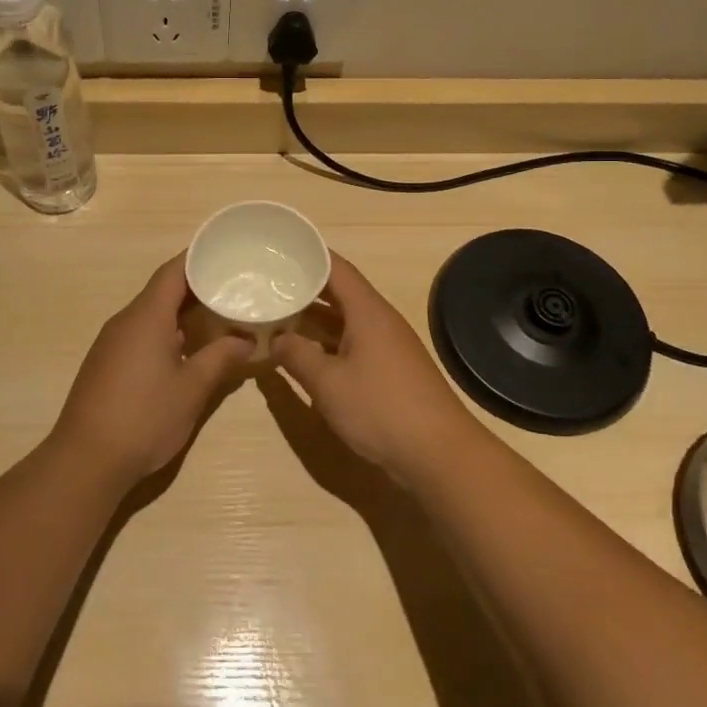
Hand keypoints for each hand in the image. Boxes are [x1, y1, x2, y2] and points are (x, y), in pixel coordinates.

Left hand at [51, 255, 253, 486]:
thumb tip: (246, 340)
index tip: (226, 253)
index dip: (198, 258)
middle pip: (162, 291)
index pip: (173, 272)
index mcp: (146, 317)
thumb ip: (221, 358)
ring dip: (182, 313)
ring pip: (151, 314)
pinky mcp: (106, 363)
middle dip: (197, 287)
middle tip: (233, 288)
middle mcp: (125, 321)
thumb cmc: (144, 417)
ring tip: (218, 316)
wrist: (86, 460)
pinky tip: (187, 349)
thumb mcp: (192, 388)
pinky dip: (166, 332)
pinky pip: (140, 334)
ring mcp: (111, 343)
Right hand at [273, 253, 482, 483]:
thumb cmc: (381, 409)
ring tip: (277, 316)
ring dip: (313, 320)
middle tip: (268, 285)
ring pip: (344, 322)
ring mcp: (387, 347)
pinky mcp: (390, 371)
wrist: (439, 455)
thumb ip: (297, 355)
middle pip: (339, 293)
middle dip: (304, 289)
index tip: (279, 251)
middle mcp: (380, 321)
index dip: (308, 256)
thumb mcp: (327, 383)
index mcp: (367, 311)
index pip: (336, 268)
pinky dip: (327, 343)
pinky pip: (352, 344)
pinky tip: (305, 354)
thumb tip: (277, 338)